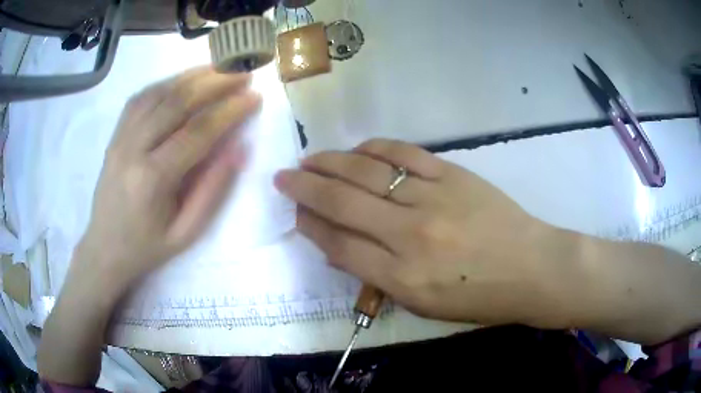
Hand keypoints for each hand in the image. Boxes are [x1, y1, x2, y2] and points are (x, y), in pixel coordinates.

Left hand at [69, 67, 260, 301]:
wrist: (104, 249)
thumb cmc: (146, 247)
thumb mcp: (186, 233)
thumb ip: (212, 190)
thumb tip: (239, 149)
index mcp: (152, 180)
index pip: (197, 132)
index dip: (229, 111)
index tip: (254, 97)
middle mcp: (132, 149)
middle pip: (176, 102)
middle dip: (214, 82)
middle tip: (242, 73)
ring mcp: (120, 138)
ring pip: (157, 92)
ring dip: (191, 75)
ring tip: (219, 68)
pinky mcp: (115, 134)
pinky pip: (140, 98)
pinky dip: (165, 82)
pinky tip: (183, 79)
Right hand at [274, 139, 577, 328]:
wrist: (531, 268)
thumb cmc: (479, 298)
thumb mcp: (423, 305)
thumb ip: (377, 278)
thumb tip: (337, 248)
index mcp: (402, 279)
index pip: (339, 245)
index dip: (310, 226)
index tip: (295, 213)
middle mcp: (409, 236)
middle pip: (342, 204)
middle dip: (304, 189)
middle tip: (283, 177)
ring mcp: (432, 199)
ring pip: (366, 173)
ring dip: (330, 163)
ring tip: (309, 160)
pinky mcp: (452, 174)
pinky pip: (403, 154)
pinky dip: (374, 148)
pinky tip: (357, 149)